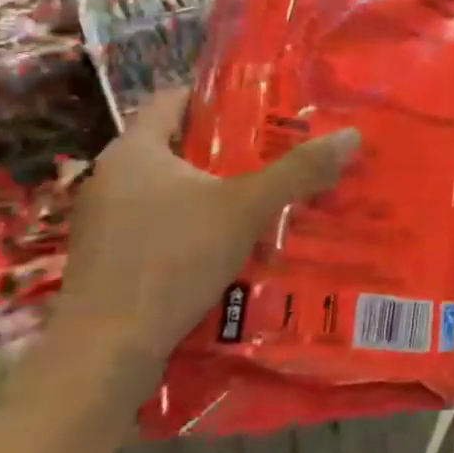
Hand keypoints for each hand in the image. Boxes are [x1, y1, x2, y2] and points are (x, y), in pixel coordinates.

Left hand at [50, 89, 360, 405]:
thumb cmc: (171, 261)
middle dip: (224, 149)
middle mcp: (110, 178)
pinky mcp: (106, 260)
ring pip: (166, 190)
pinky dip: (190, 227)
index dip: (215, 97)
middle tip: (273, 153)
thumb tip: (351, 136)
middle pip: (174, 146)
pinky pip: (156, 226)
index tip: (258, 107)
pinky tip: (226, 246)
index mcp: (132, 150)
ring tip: (259, 198)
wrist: (103, 355)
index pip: (172, 99)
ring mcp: (102, 222)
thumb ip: (297, 172)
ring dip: (209, 192)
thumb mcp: (245, 209)